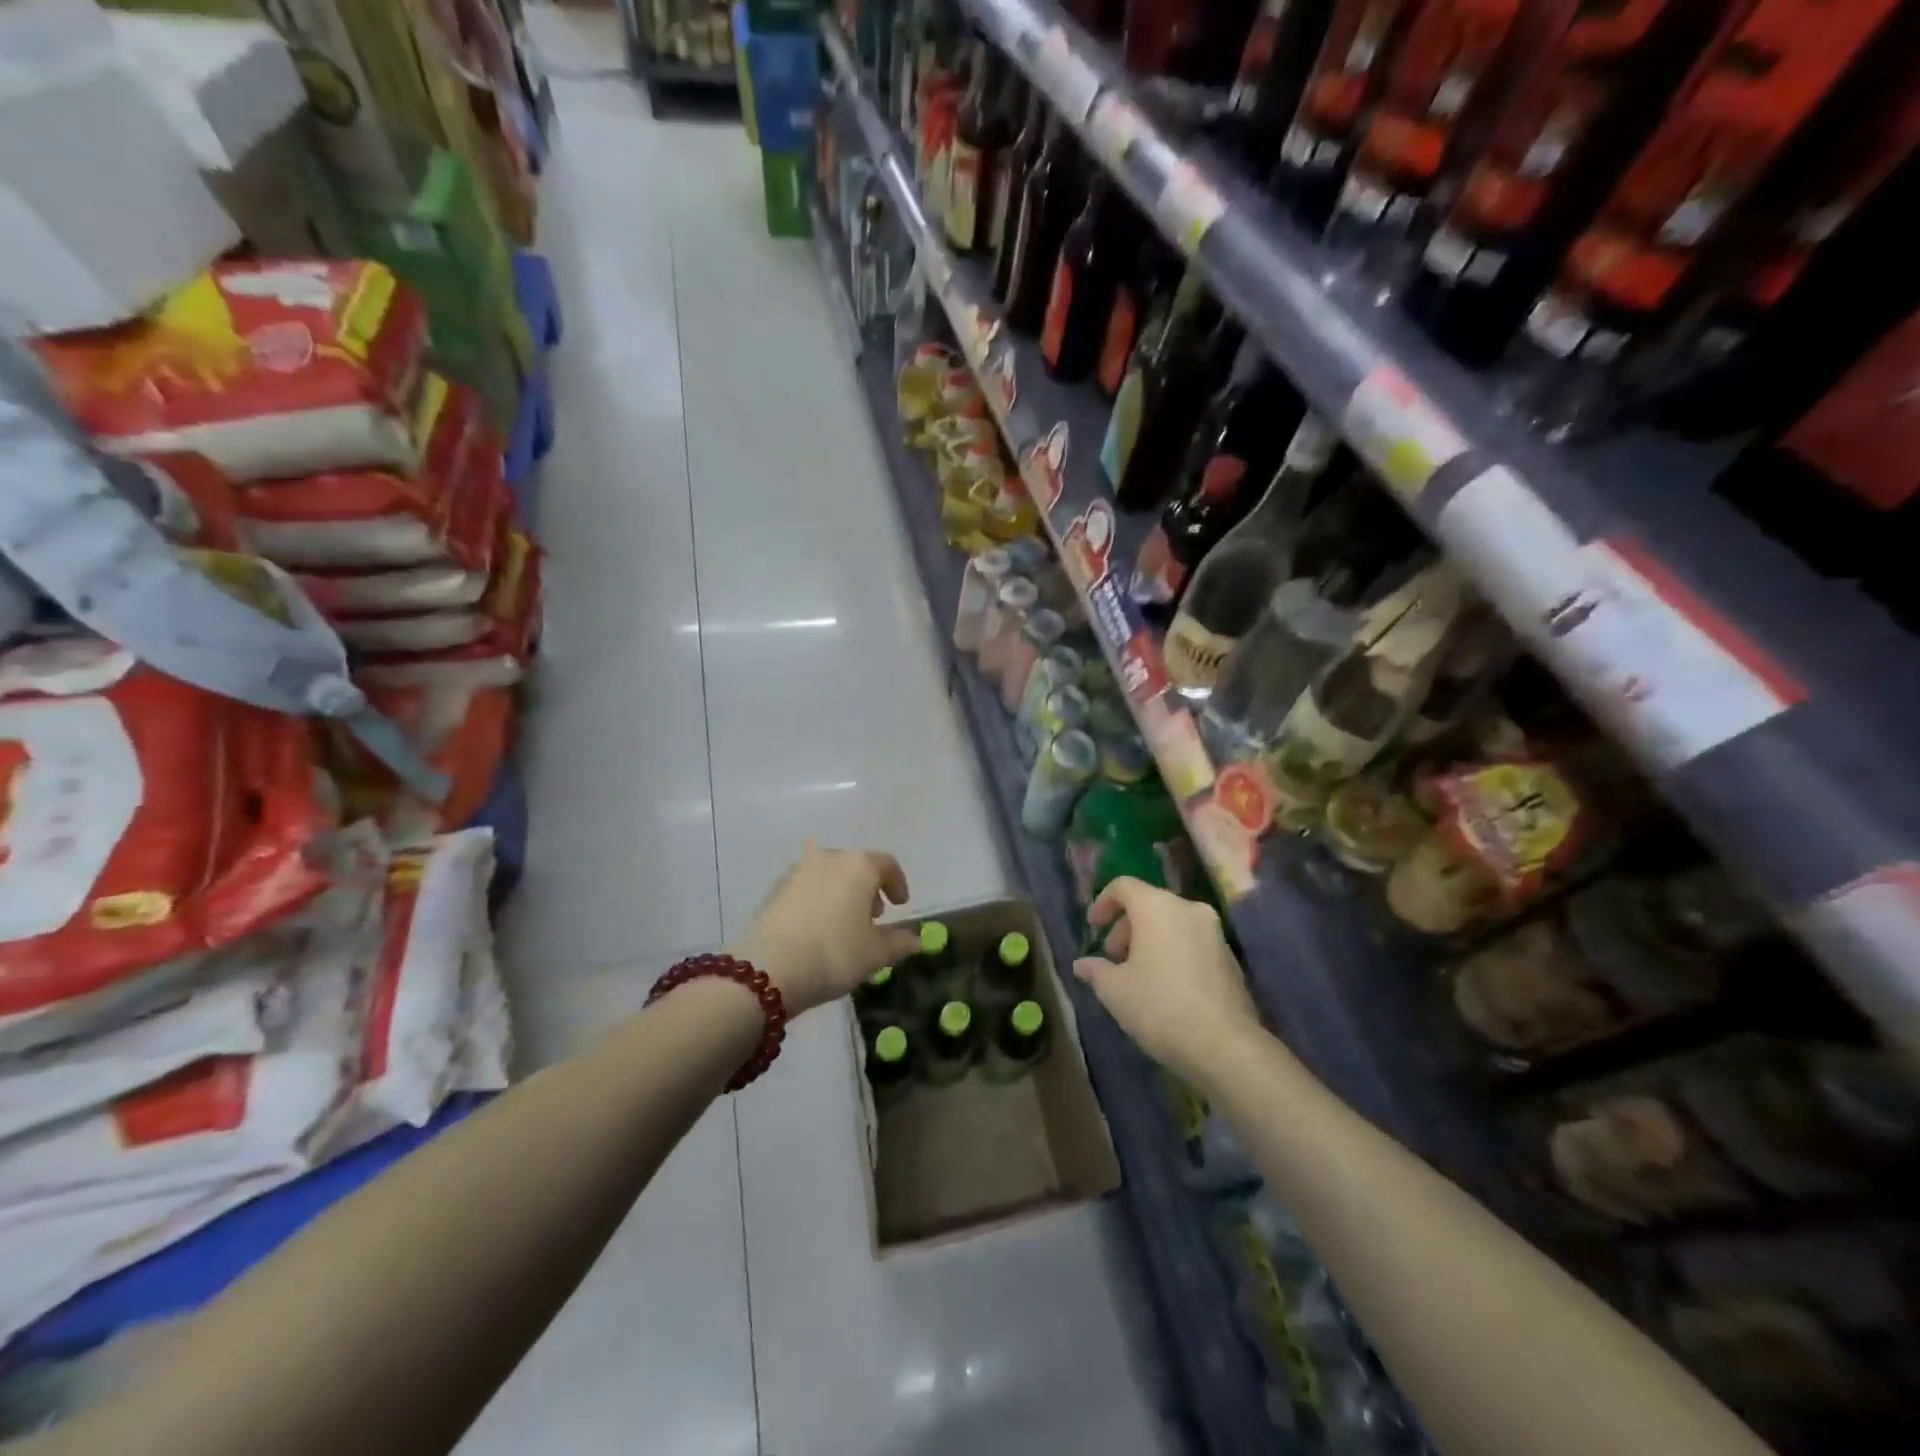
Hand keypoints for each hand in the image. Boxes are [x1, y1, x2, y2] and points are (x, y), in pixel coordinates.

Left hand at [737, 838, 921, 1014]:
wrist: (767, 969)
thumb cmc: (834, 953)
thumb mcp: (876, 954)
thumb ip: (899, 942)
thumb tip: (915, 939)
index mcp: (858, 865)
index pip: (887, 864)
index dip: (898, 884)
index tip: (900, 905)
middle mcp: (828, 858)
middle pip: (855, 866)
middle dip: (867, 888)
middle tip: (872, 915)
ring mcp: (797, 871)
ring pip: (828, 875)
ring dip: (840, 892)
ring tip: (843, 923)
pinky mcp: (774, 890)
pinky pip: (806, 888)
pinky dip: (817, 900)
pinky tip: (816, 928)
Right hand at [1073, 877, 1260, 1083]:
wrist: (1225, 1046)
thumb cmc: (1159, 1006)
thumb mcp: (1114, 991)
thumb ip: (1095, 970)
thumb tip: (1082, 964)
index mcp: (1157, 907)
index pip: (1124, 886)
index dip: (1103, 902)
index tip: (1093, 927)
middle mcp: (1189, 910)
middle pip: (1149, 904)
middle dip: (1126, 928)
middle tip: (1113, 958)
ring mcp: (1214, 933)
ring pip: (1172, 925)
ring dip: (1150, 942)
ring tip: (1136, 976)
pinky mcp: (1230, 959)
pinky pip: (1192, 944)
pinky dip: (1173, 954)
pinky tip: (1165, 988)